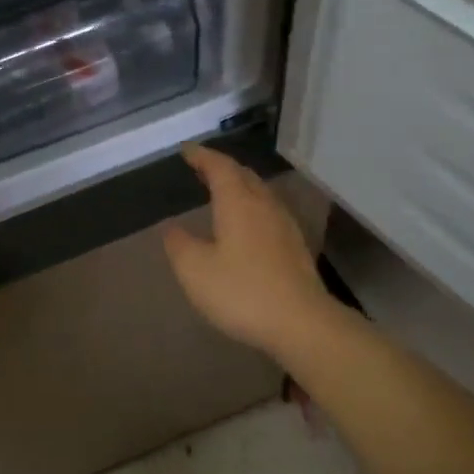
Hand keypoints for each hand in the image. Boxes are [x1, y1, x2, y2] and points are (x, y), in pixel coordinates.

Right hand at [162, 147, 331, 359]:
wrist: (301, 322)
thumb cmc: (241, 292)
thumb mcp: (195, 270)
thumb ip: (179, 244)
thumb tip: (172, 228)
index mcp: (238, 203)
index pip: (219, 167)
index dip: (202, 156)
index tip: (187, 151)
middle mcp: (264, 206)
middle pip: (243, 175)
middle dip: (221, 168)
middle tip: (201, 167)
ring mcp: (284, 225)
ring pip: (259, 193)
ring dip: (239, 186)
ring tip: (220, 191)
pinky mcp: (295, 247)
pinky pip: (268, 212)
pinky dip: (250, 206)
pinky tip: (245, 224)